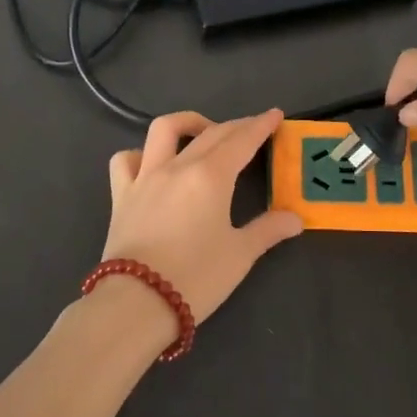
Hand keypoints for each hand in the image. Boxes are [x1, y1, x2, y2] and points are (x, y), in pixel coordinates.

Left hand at [96, 110, 302, 344]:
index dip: (260, 126)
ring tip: (202, 131)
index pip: (241, 140)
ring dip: (187, 122)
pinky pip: (126, 160)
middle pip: (211, 133)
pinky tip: (152, 164)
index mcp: (211, 176)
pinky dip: (140, 154)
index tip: (274, 114)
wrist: (137, 302)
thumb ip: (268, 230)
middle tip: (253, 128)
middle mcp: (178, 166)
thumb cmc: (196, 277)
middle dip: (235, 125)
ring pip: (164, 130)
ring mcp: (145, 177)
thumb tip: (295, 218)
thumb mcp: (240, 255)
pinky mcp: (121, 195)